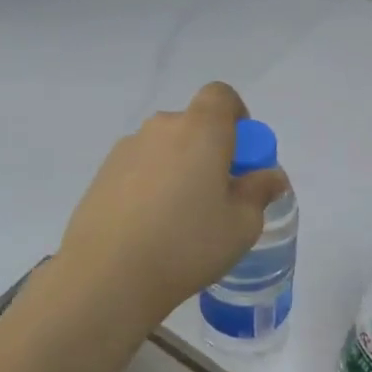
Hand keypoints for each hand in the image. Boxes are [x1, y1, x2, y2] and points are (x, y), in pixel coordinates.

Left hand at [52, 82, 289, 327]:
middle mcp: (161, 128)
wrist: (107, 276)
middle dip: (209, 150)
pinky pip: (139, 168)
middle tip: (217, 194)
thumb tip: (270, 175)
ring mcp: (126, 149)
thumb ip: (259, 191)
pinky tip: (150, 227)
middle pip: (193, 124)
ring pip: (165, 148)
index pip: (221, 95)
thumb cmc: (187, 244)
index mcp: (200, 130)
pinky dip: (151, 185)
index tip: (242, 154)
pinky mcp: (102, 174)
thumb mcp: (242, 225)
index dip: (236, 116)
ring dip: (178, 168)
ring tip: (180, 219)